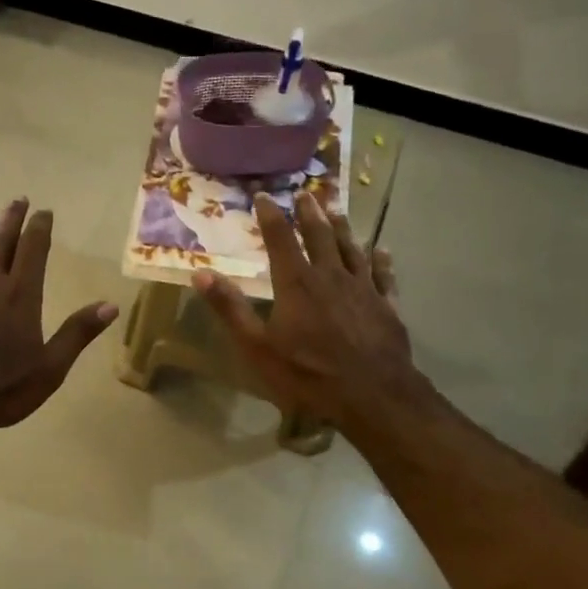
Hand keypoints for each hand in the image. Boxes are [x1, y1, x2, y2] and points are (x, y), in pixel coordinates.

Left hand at [0, 199, 119, 437]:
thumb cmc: (3, 389)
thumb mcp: (51, 367)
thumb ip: (78, 333)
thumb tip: (111, 305)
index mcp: (20, 295)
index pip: (33, 249)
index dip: (39, 228)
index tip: (44, 211)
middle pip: (0, 243)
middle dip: (11, 220)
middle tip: (17, 201)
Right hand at [193, 191, 423, 434]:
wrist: (372, 395)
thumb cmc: (307, 372)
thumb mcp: (257, 345)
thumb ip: (230, 308)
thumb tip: (200, 273)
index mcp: (296, 283)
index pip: (280, 239)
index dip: (271, 215)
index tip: (264, 196)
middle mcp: (330, 276)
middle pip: (320, 236)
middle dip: (310, 213)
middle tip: (306, 193)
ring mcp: (363, 289)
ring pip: (352, 249)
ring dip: (342, 228)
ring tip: (336, 209)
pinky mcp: (387, 306)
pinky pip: (384, 275)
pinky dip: (381, 260)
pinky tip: (382, 249)